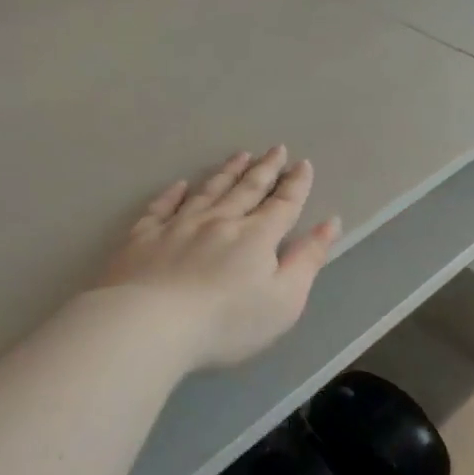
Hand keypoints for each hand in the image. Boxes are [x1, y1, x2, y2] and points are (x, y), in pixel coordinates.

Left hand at [99, 146, 341, 369]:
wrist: (150, 325)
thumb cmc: (227, 322)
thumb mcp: (285, 300)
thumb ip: (308, 260)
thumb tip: (330, 223)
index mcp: (256, 237)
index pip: (283, 204)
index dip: (296, 185)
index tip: (303, 164)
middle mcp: (220, 221)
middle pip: (247, 189)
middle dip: (264, 169)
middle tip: (275, 149)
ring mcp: (178, 226)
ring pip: (208, 191)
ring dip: (227, 172)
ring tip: (240, 156)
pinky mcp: (143, 237)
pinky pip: (161, 207)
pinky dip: (173, 194)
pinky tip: (180, 185)